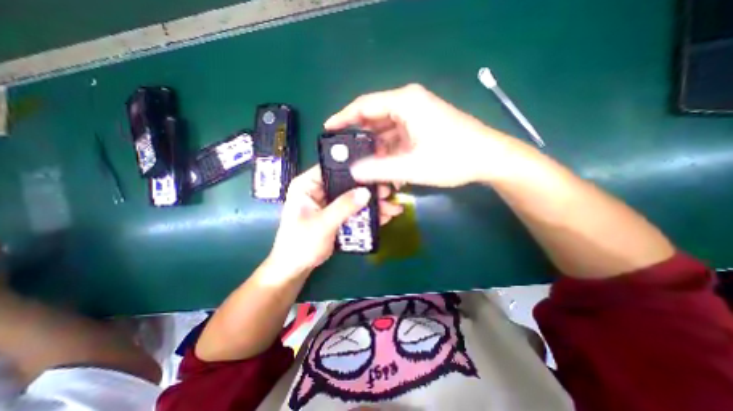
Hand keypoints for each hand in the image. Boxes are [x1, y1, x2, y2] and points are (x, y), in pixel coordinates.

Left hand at [271, 164, 405, 275]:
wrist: (297, 268)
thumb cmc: (301, 244)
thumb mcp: (322, 224)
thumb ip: (343, 207)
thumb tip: (366, 192)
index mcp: (307, 185)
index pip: (332, 168)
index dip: (353, 169)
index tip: (374, 173)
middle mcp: (319, 190)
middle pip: (347, 184)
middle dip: (368, 190)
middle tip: (387, 193)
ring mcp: (329, 203)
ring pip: (354, 198)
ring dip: (372, 204)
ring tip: (391, 208)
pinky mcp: (337, 214)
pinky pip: (354, 210)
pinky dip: (367, 214)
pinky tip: (383, 217)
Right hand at [326, 82, 514, 186]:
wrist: (489, 159)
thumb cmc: (453, 159)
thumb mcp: (412, 167)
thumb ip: (379, 169)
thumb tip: (353, 172)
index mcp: (405, 102)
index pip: (364, 105)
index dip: (344, 118)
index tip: (328, 130)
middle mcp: (409, 104)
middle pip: (374, 119)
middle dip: (361, 139)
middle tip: (346, 156)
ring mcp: (416, 116)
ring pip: (386, 131)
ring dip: (377, 150)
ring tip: (366, 168)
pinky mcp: (422, 127)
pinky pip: (398, 138)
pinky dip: (391, 153)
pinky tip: (387, 169)